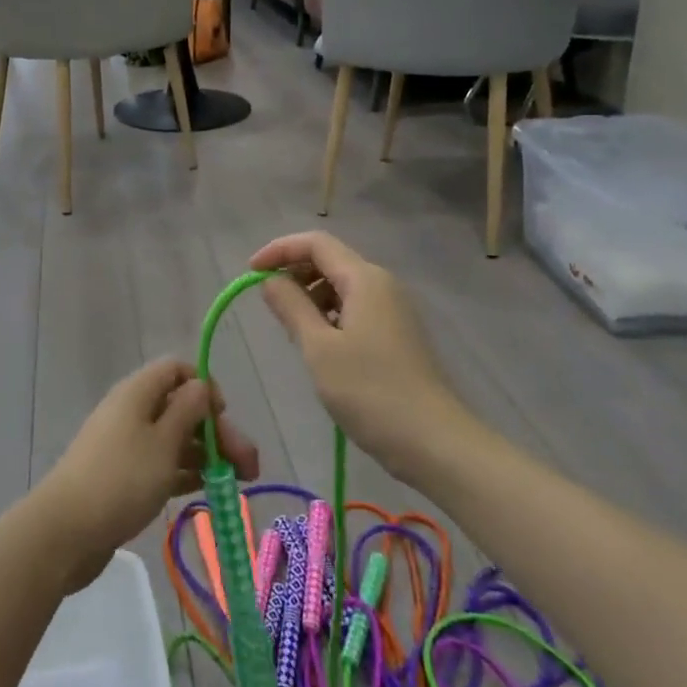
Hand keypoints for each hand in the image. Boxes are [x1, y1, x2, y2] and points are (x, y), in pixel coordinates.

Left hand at [37, 358, 258, 591]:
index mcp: (138, 392)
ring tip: (238, 483)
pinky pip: (162, 464)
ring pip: (175, 438)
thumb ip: (188, 410)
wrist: (66, 531)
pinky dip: (185, 472)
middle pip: (181, 407)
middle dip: (217, 430)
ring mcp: (126, 445)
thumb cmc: (121, 479)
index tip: (223, 415)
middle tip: (249, 465)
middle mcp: (132, 411)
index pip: (176, 370)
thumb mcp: (163, 442)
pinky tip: (207, 489)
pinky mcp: (124, 476)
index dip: (204, 386)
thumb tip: (201, 385)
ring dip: (207, 454)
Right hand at [250, 231, 470, 479]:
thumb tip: (271, 279)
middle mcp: (382, 284)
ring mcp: (393, 309)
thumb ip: (291, 306)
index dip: (279, 250)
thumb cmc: (370, 392)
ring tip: (292, 330)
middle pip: (330, 260)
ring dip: (311, 296)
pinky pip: (355, 308)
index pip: (316, 243)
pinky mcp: (397, 334)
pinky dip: (330, 314)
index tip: (251, 272)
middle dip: (294, 273)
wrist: (435, 442)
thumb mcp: (319, 348)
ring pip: (342, 286)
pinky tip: (319, 345)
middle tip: (269, 305)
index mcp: (364, 279)